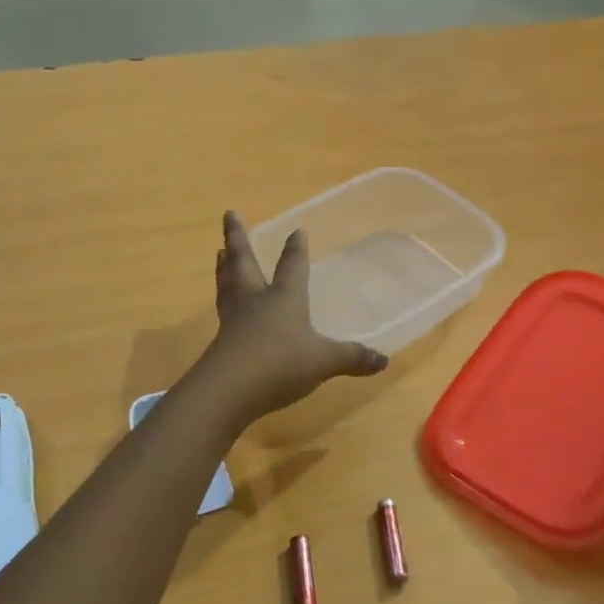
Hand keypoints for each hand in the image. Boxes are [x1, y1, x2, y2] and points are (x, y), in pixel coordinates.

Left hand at [201, 211, 387, 421]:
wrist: (229, 390)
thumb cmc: (280, 364)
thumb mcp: (323, 361)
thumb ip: (351, 358)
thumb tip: (384, 360)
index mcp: (284, 298)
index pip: (291, 266)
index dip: (295, 249)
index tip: (297, 231)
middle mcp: (256, 301)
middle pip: (244, 262)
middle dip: (238, 238)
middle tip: (229, 214)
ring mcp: (234, 321)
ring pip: (227, 283)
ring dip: (224, 266)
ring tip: (219, 251)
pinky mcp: (220, 343)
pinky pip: (222, 312)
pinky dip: (223, 301)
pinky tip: (224, 306)